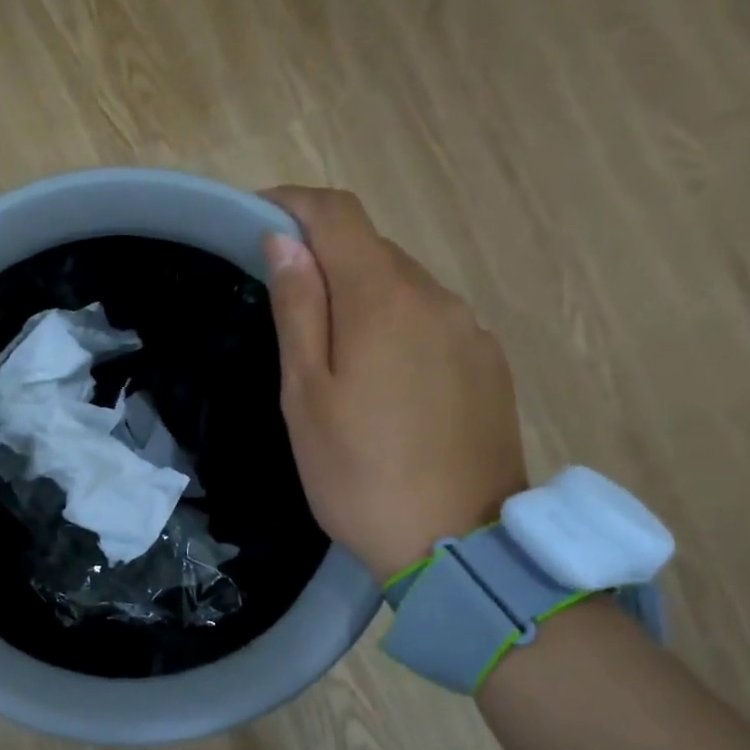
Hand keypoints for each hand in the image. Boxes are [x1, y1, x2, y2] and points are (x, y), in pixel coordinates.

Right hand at [261, 186, 528, 580]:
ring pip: (405, 285)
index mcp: (383, 299)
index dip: (295, 204)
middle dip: (324, 256)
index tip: (259, 219)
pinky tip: (383, 380)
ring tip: (331, 352)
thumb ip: (298, 310)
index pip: (339, 215)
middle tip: (284, 301)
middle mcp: (437, 297)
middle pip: (373, 248)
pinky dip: (397, 324)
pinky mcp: (489, 364)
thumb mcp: (306, 395)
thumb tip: (284, 241)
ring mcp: (471, 330)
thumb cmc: (358, 473)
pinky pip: (433, 320)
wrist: (456, 544)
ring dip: (362, 294)